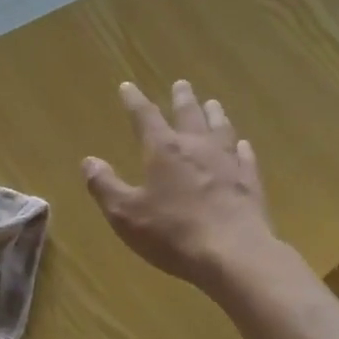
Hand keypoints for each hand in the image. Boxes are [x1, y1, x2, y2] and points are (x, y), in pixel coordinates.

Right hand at [83, 80, 277, 290]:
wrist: (234, 255)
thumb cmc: (173, 233)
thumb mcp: (126, 214)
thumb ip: (105, 186)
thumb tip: (89, 161)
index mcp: (164, 151)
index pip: (146, 117)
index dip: (135, 101)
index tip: (128, 86)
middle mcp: (197, 148)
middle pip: (189, 114)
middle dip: (182, 98)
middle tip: (182, 84)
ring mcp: (228, 163)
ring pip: (221, 129)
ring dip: (215, 115)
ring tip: (213, 104)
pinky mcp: (250, 183)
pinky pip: (246, 157)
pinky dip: (242, 148)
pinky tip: (243, 145)